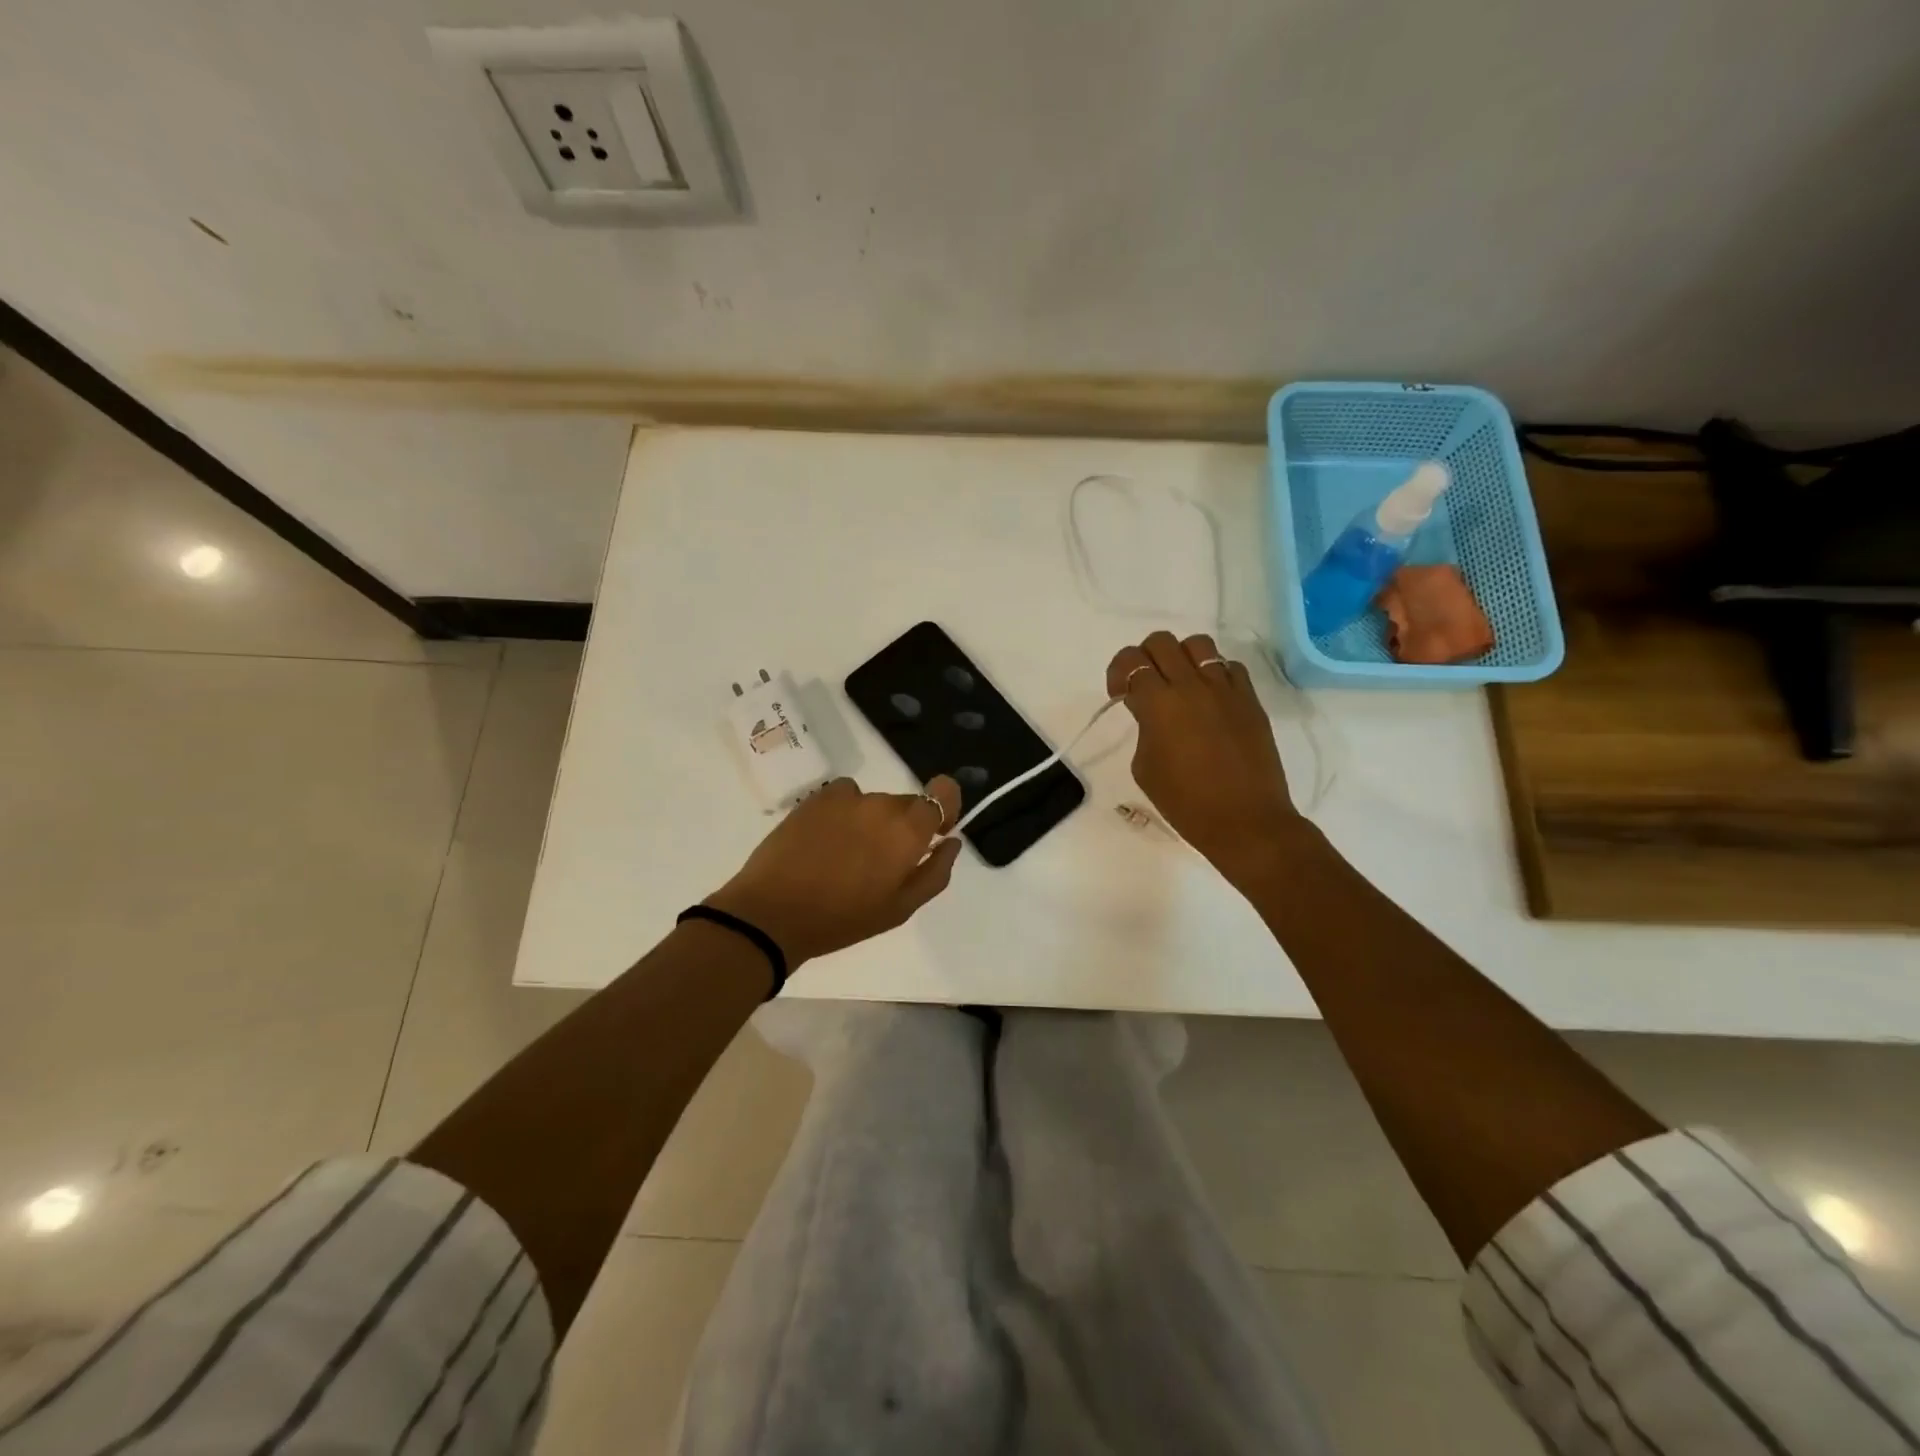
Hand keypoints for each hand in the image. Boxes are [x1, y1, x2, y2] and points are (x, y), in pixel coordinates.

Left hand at [705, 776, 963, 966]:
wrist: (772, 913)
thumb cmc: (843, 919)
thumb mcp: (900, 908)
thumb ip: (935, 872)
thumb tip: (951, 842)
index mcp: (908, 830)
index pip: (943, 791)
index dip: (945, 804)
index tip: (935, 830)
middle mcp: (882, 805)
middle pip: (907, 804)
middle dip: (904, 827)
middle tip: (881, 864)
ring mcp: (847, 798)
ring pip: (874, 803)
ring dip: (871, 822)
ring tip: (847, 857)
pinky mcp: (816, 799)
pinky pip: (845, 796)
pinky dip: (844, 812)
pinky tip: (827, 840)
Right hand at [1106, 632, 1305, 885]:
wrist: (1245, 821)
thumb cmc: (1186, 803)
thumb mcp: (1145, 767)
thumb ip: (1144, 728)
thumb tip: (1152, 710)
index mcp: (1159, 703)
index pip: (1130, 660)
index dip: (1118, 672)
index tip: (1119, 695)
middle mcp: (1192, 685)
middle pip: (1161, 642)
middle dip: (1145, 658)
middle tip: (1145, 686)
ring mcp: (1225, 689)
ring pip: (1198, 644)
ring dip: (1181, 658)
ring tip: (1180, 685)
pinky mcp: (1250, 700)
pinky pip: (1229, 667)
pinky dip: (1214, 674)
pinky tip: (1210, 699)